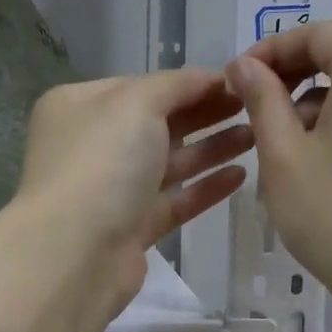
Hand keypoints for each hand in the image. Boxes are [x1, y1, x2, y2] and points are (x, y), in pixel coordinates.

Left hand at [15, 69, 252, 309]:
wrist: (75, 253)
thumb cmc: (102, 162)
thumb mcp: (136, 103)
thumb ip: (176, 85)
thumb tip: (208, 77)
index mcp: (80, 107)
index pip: (141, 86)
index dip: (188, 83)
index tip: (237, 81)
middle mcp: (92, 146)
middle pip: (157, 124)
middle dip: (204, 114)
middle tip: (253, 106)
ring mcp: (111, 191)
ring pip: (168, 164)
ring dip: (211, 148)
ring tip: (256, 136)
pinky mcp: (131, 230)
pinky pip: (173, 202)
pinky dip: (204, 188)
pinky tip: (240, 176)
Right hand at [227, 16, 331, 304]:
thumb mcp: (282, 154)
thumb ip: (261, 99)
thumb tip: (244, 65)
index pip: (319, 32)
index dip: (273, 48)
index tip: (237, 78)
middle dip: (294, 68)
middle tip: (254, 100)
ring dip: (314, 92)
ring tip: (277, 134)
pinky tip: (311, 152)